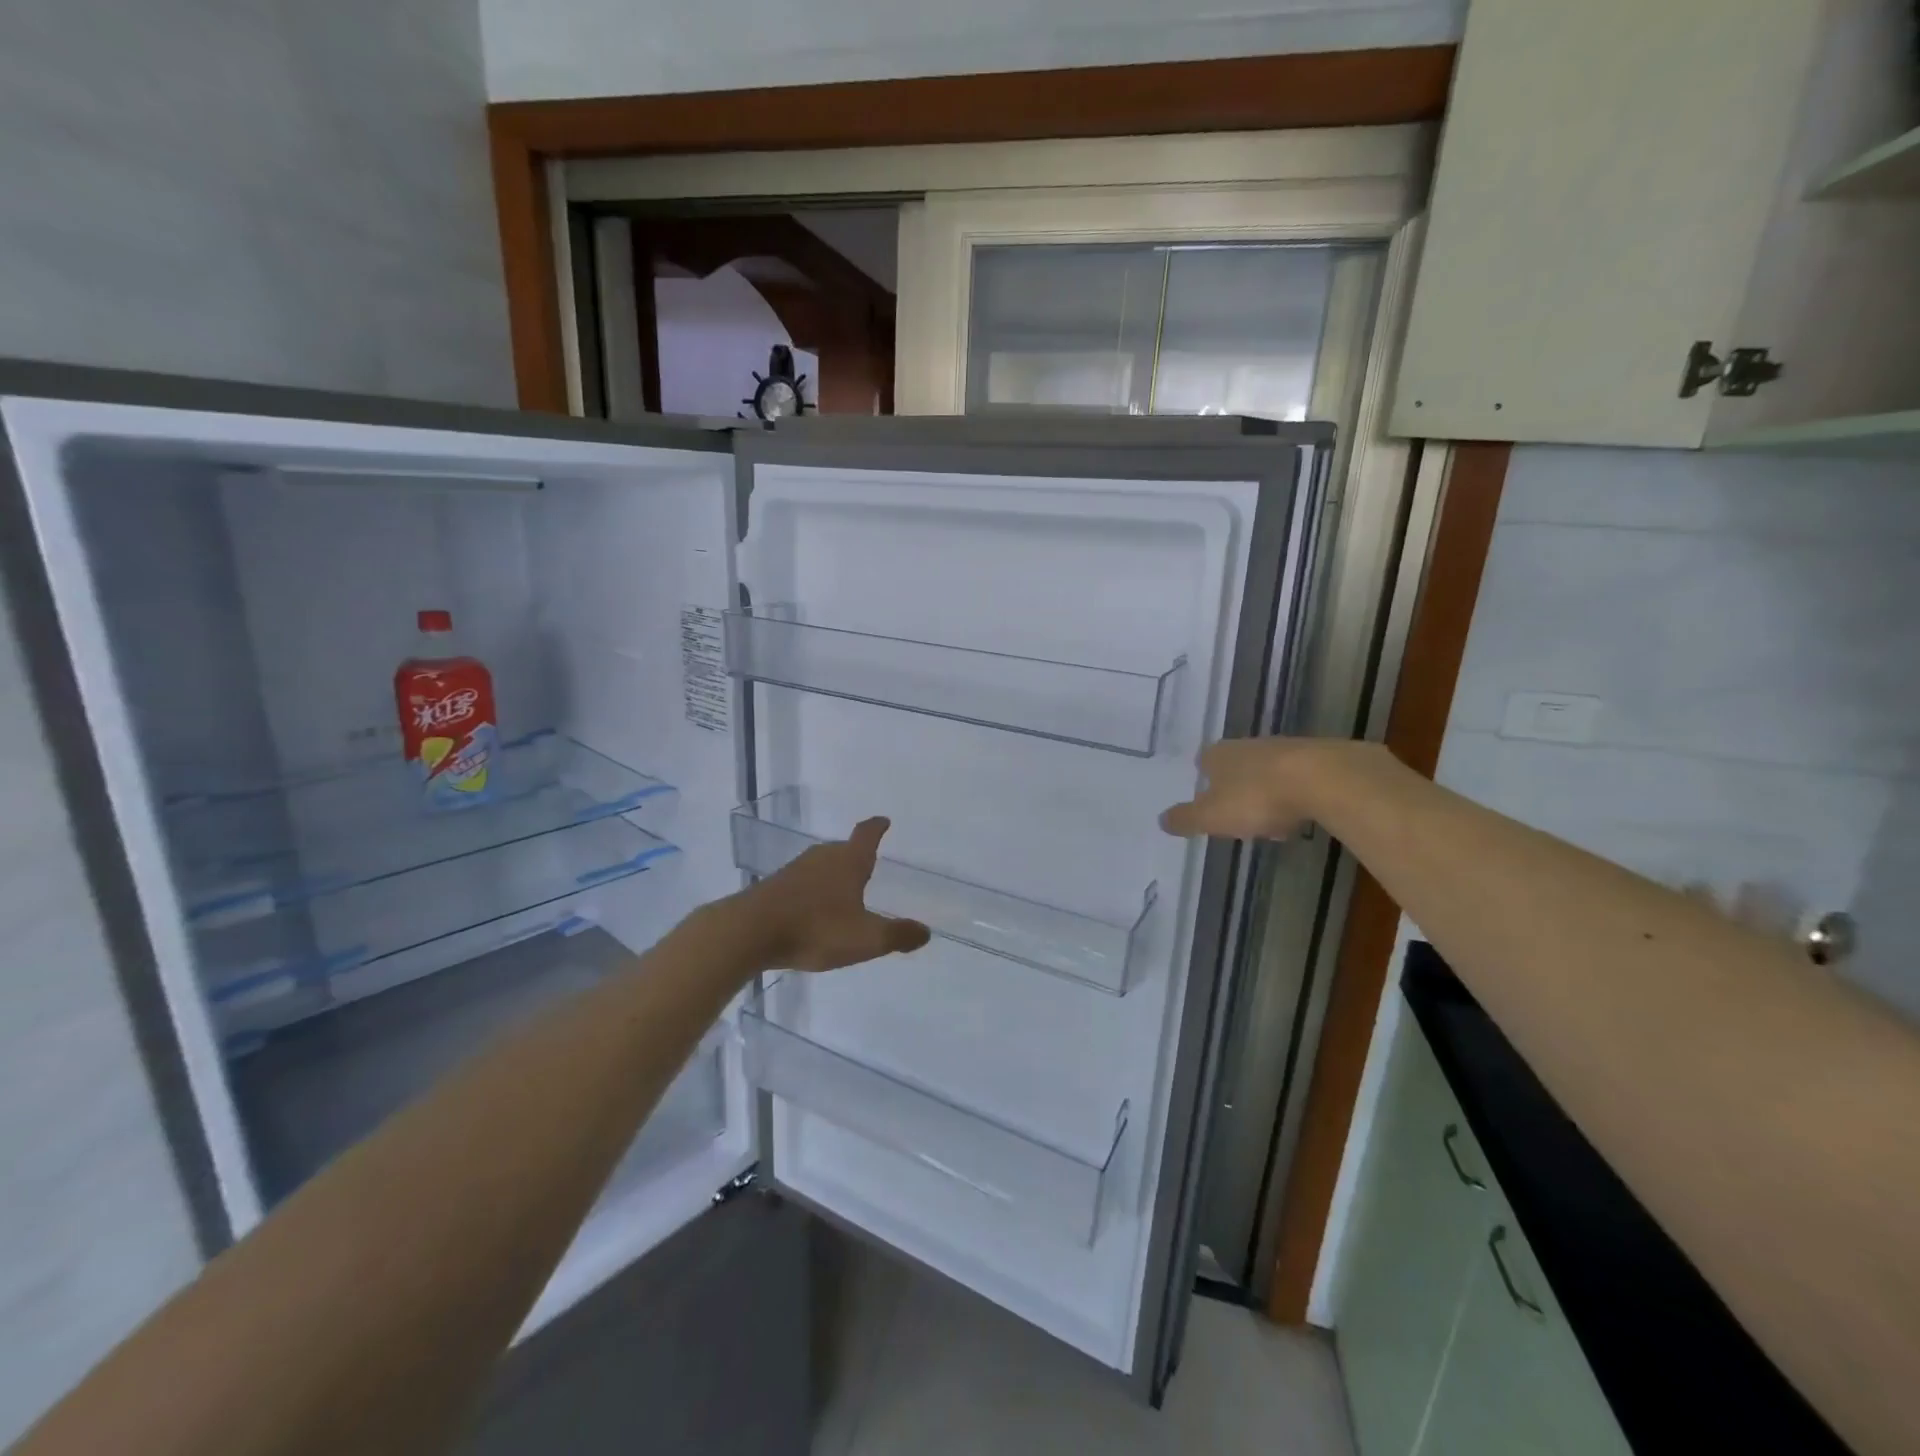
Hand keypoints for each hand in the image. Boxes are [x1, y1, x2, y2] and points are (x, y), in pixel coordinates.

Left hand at [734, 817, 931, 971]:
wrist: (749, 932)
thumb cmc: (815, 928)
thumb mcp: (865, 939)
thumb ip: (897, 935)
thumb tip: (925, 931)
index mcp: (849, 862)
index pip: (867, 835)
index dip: (877, 827)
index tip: (883, 820)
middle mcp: (823, 858)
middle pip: (843, 849)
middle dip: (856, 855)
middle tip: (867, 864)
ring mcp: (795, 870)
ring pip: (821, 865)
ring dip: (833, 874)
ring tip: (842, 889)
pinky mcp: (774, 886)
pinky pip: (802, 882)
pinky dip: (813, 890)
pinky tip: (812, 909)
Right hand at [1160, 737, 1378, 839]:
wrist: (1324, 779)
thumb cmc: (1257, 797)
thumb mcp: (1211, 817)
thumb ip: (1186, 819)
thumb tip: (1161, 820)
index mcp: (1219, 754)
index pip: (1204, 763)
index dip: (1205, 784)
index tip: (1210, 804)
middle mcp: (1248, 745)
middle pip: (1237, 767)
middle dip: (1238, 790)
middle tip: (1241, 818)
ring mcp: (1285, 748)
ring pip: (1268, 772)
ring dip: (1269, 794)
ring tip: (1274, 822)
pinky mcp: (1319, 757)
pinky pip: (1299, 778)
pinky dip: (1297, 794)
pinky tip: (1303, 813)